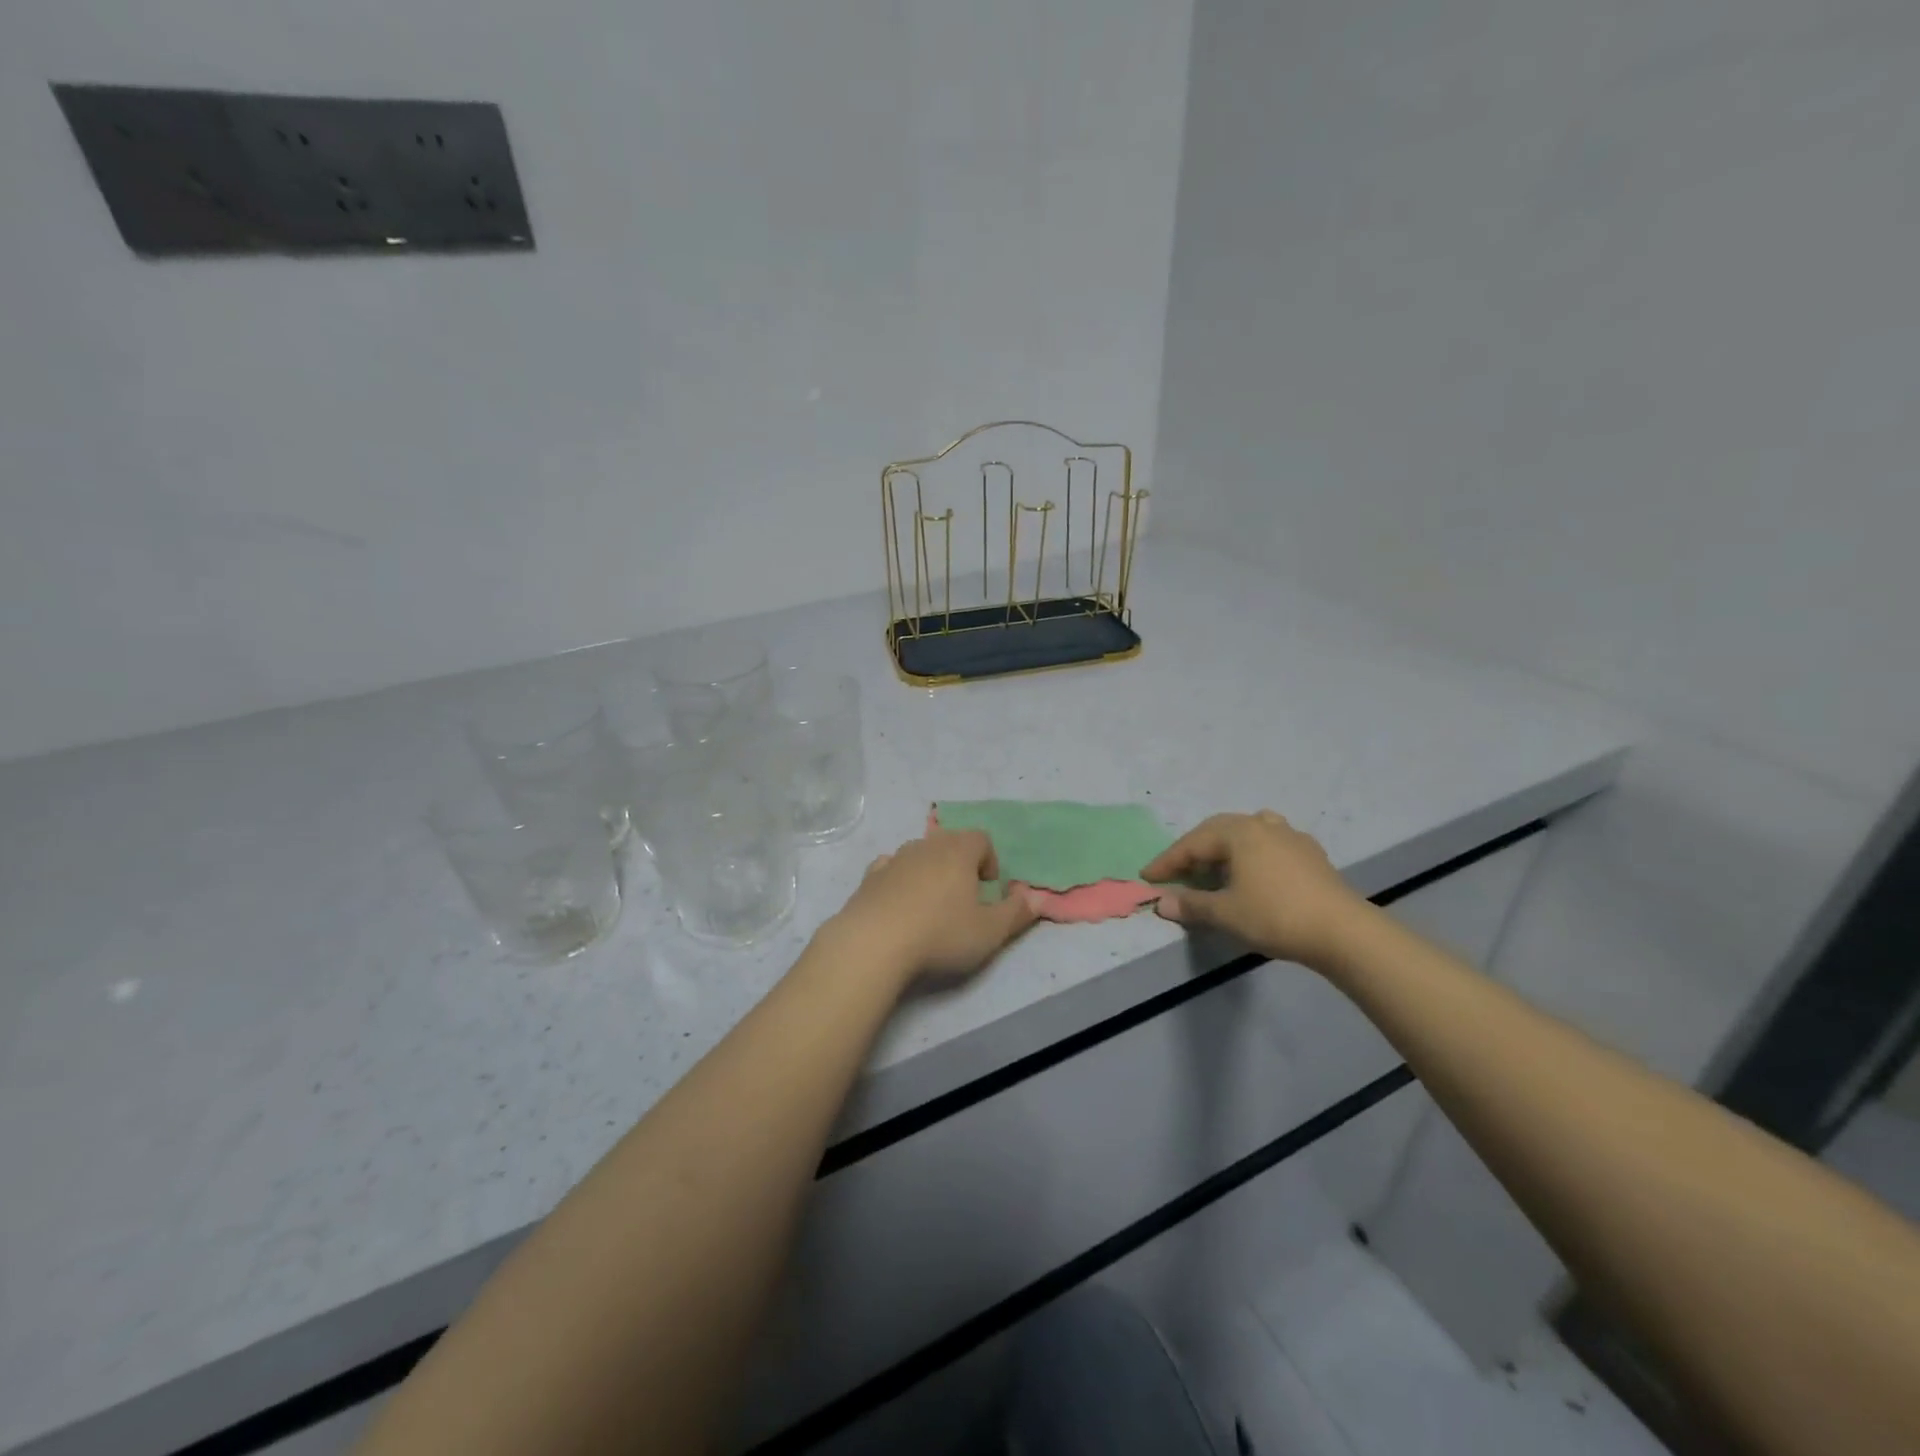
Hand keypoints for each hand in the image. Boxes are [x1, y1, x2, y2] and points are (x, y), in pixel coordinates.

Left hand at [825, 829, 1040, 988]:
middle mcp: (926, 846)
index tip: (988, 889)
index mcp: (959, 851)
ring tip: (931, 905)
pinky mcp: (869, 877)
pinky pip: (890, 868)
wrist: (873, 943)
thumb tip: (1035, 898)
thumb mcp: (990, 932)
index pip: (981, 839)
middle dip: (960, 863)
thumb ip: (1016, 913)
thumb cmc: (941, 934)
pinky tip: (899, 905)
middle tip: (963, 898)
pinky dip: (899, 879)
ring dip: (929, 871)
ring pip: (919, 854)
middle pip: (950, 842)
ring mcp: (894, 859)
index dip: (989, 860)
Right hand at [1143, 810, 1367, 966]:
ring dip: (1225, 848)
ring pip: (1247, 832)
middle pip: (1218, 831)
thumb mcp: (1226, 913)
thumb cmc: (1276, 915)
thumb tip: (1162, 902)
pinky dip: (1252, 854)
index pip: (1192, 844)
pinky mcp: (1311, 854)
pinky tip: (1254, 871)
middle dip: (1194, 851)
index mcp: (1238, 832)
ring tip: (1216, 866)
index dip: (1167, 862)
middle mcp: (1262, 825)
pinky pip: (1270, 844)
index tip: (1147, 877)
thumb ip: (1191, 905)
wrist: (1343, 931)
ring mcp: (1291, 837)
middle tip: (1177, 871)